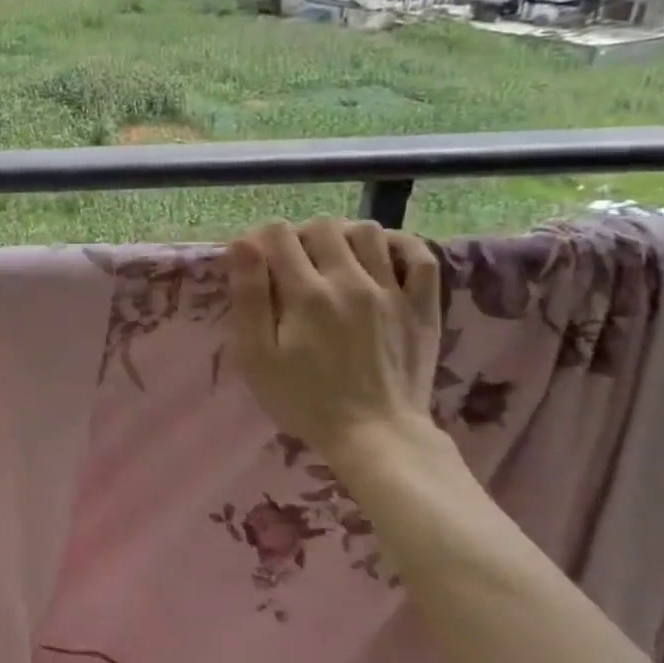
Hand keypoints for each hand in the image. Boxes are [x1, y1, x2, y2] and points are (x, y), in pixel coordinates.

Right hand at [225, 218, 442, 466]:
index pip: (278, 234)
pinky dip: (398, 244)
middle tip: (291, 263)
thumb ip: (248, 298)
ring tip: (332, 259)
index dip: (260, 238)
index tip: (254, 259)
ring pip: (368, 231)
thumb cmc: (304, 401)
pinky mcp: (421, 306)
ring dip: (343, 235)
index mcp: (306, 294)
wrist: (375, 436)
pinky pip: (418, 254)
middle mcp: (350, 281)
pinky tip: (380, 256)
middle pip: (321, 226)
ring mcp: (391, 291)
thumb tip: (242, 244)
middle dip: (299, 235)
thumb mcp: (257, 357)